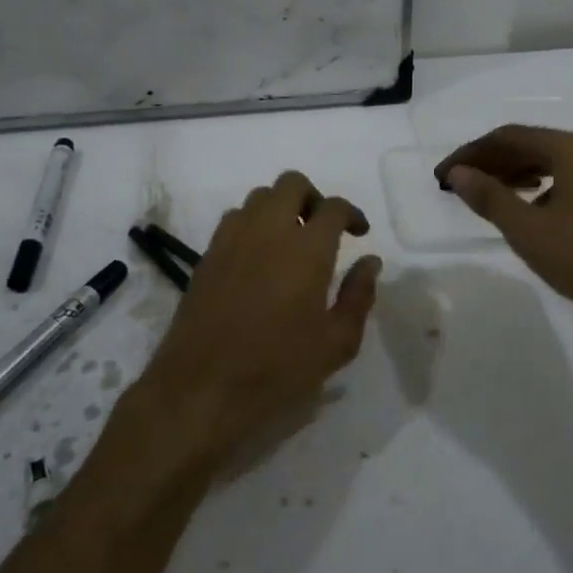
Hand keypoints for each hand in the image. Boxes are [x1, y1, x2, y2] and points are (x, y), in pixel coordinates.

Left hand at [130, 171, 381, 473]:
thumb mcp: (337, 343)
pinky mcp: (207, 255)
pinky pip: (234, 219)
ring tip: (290, 242)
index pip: (333, 207)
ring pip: (259, 197)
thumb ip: (359, 296)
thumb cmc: (278, 368)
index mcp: (306, 249)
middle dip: (314, 198)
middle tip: (323, 229)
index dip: (352, 213)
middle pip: (291, 184)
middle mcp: (268, 231)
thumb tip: (370, 262)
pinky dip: (253, 224)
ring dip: (280, 208)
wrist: (201, 388)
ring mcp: (232, 240)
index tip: (359, 233)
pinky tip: (259, 258)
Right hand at [435, 125, 572, 334]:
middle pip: (531, 145)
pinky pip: (571, 178)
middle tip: (461, 185)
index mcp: (570, 148)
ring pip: (553, 162)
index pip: (507, 136)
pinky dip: (543, 187)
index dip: (470, 153)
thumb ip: (491, 198)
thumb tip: (459, 173)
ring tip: (491, 195)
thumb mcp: (530, 231)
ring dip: (517, 174)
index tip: (443, 176)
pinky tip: (535, 210)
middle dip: (492, 163)